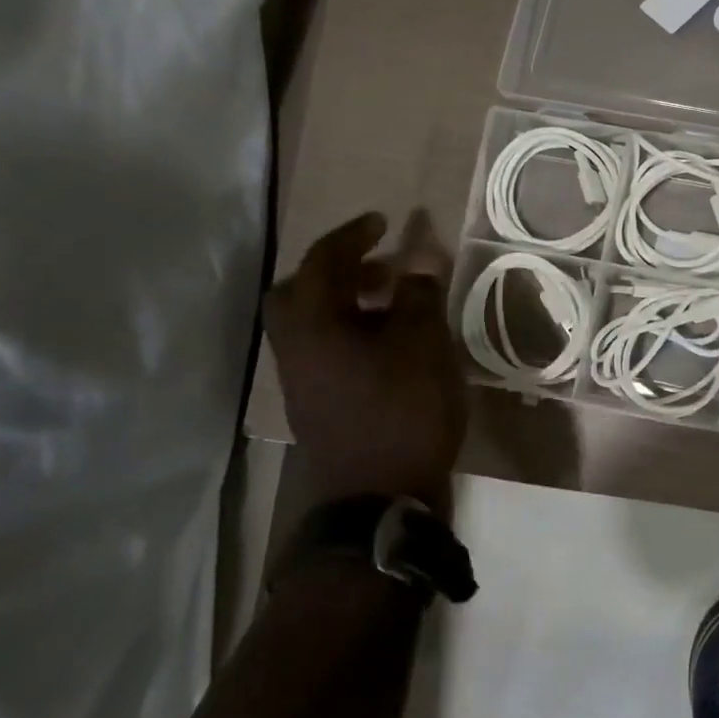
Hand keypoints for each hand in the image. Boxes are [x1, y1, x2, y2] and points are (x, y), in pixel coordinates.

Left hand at [265, 210, 466, 514]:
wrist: (379, 497)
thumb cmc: (403, 411)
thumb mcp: (423, 345)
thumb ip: (418, 295)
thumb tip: (418, 258)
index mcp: (313, 324)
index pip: (324, 261)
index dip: (354, 234)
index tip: (383, 220)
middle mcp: (295, 347)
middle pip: (301, 292)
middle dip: (339, 270)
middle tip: (380, 265)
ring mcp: (302, 380)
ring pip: (314, 323)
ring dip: (348, 302)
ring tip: (394, 302)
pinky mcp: (318, 404)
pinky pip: (327, 349)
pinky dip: (352, 332)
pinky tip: (390, 344)